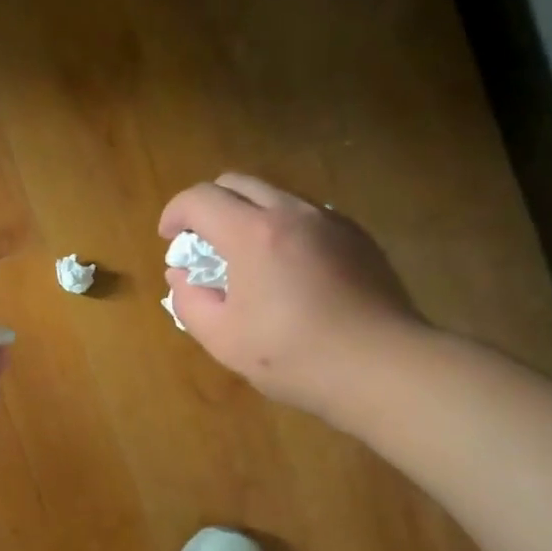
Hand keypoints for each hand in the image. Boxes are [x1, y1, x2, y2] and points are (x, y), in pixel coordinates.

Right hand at [159, 174, 425, 425]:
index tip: (169, 240)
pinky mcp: (357, 237)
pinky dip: (282, 228)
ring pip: (275, 196)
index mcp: (253, 233)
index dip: (175, 213)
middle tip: (202, 244)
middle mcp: (292, 212)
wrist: (382, 367)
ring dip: (247, 215)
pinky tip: (287, 270)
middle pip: (237, 183)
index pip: (200, 198)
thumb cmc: (294, 356)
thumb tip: (181, 276)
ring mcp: (330, 221)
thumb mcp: (223, 339)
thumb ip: (189, 301)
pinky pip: (307, 216)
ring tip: (245, 259)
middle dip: (208, 206)